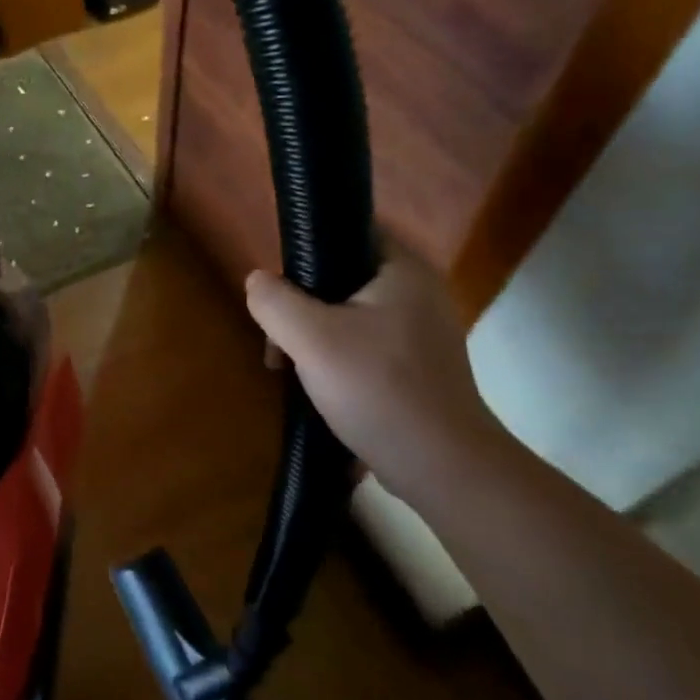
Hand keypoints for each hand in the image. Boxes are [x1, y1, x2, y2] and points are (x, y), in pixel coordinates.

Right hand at [245, 244, 507, 500]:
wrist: (442, 468)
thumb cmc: (378, 389)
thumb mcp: (311, 339)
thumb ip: (275, 301)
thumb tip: (257, 281)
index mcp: (404, 270)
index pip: (350, 231)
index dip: (308, 249)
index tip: (280, 286)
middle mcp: (419, 293)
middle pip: (343, 278)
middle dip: (301, 306)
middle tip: (278, 339)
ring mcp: (421, 333)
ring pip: (349, 316)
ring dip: (313, 337)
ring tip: (290, 369)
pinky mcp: (417, 367)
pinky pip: (364, 346)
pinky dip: (336, 359)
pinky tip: (318, 387)